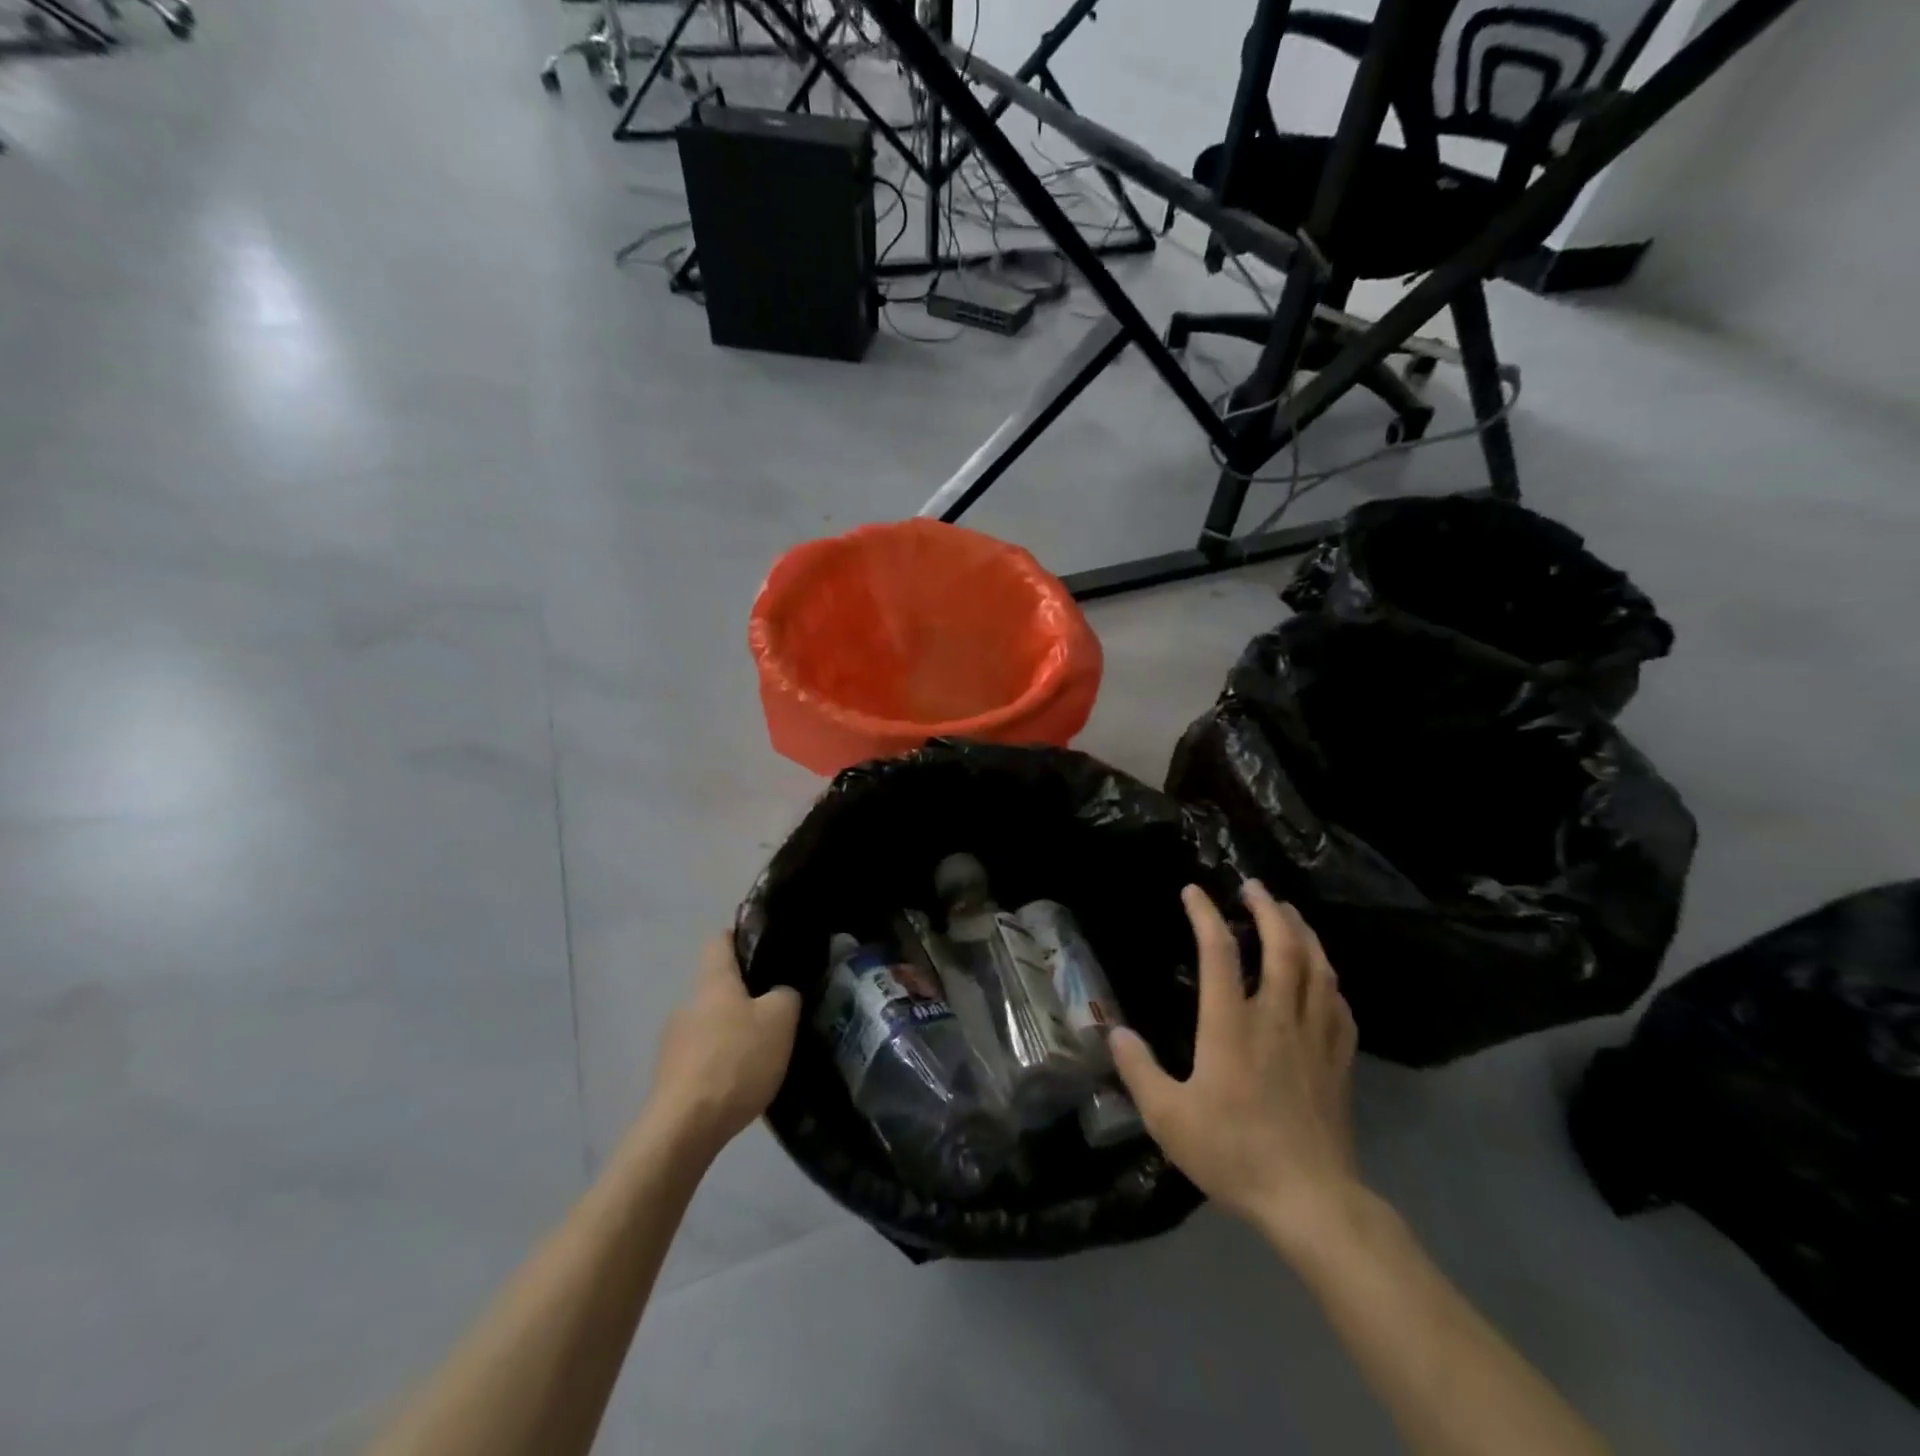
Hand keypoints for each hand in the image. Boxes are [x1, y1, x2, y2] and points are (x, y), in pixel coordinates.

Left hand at [646, 935, 802, 1159]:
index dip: (741, 938)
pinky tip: (741, 1085)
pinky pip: (702, 1058)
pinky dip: (722, 1065)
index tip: (765, 947)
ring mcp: (673, 1043)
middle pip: (718, 988)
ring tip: (763, 1055)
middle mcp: (688, 1005)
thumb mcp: (780, 1020)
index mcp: (714, 982)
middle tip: (777, 1012)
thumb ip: (785, 995)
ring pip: (711, 1025)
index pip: (720, 941)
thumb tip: (780, 992)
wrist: (684, 1128)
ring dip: (733, 1034)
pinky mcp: (670, 1078)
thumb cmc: (736, 1060)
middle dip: (745, 997)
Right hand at [1111, 881, 1362, 1250]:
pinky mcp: (1339, 1060)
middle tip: (1254, 887)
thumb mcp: (1168, 1117)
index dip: (1205, 915)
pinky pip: (1339, 1003)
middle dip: (1268, 909)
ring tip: (1290, 913)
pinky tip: (1323, 975)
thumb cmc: (1233, 1153)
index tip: (1193, 892)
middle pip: (1282, 946)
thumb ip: (1138, 1070)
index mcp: (1231, 1025)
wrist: (1310, 1200)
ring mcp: (1314, 1036)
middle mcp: (1276, 1017)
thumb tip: (1115, 1031)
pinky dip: (1328, 977)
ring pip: (1317, 967)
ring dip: (1303, 932)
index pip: (1219, 952)